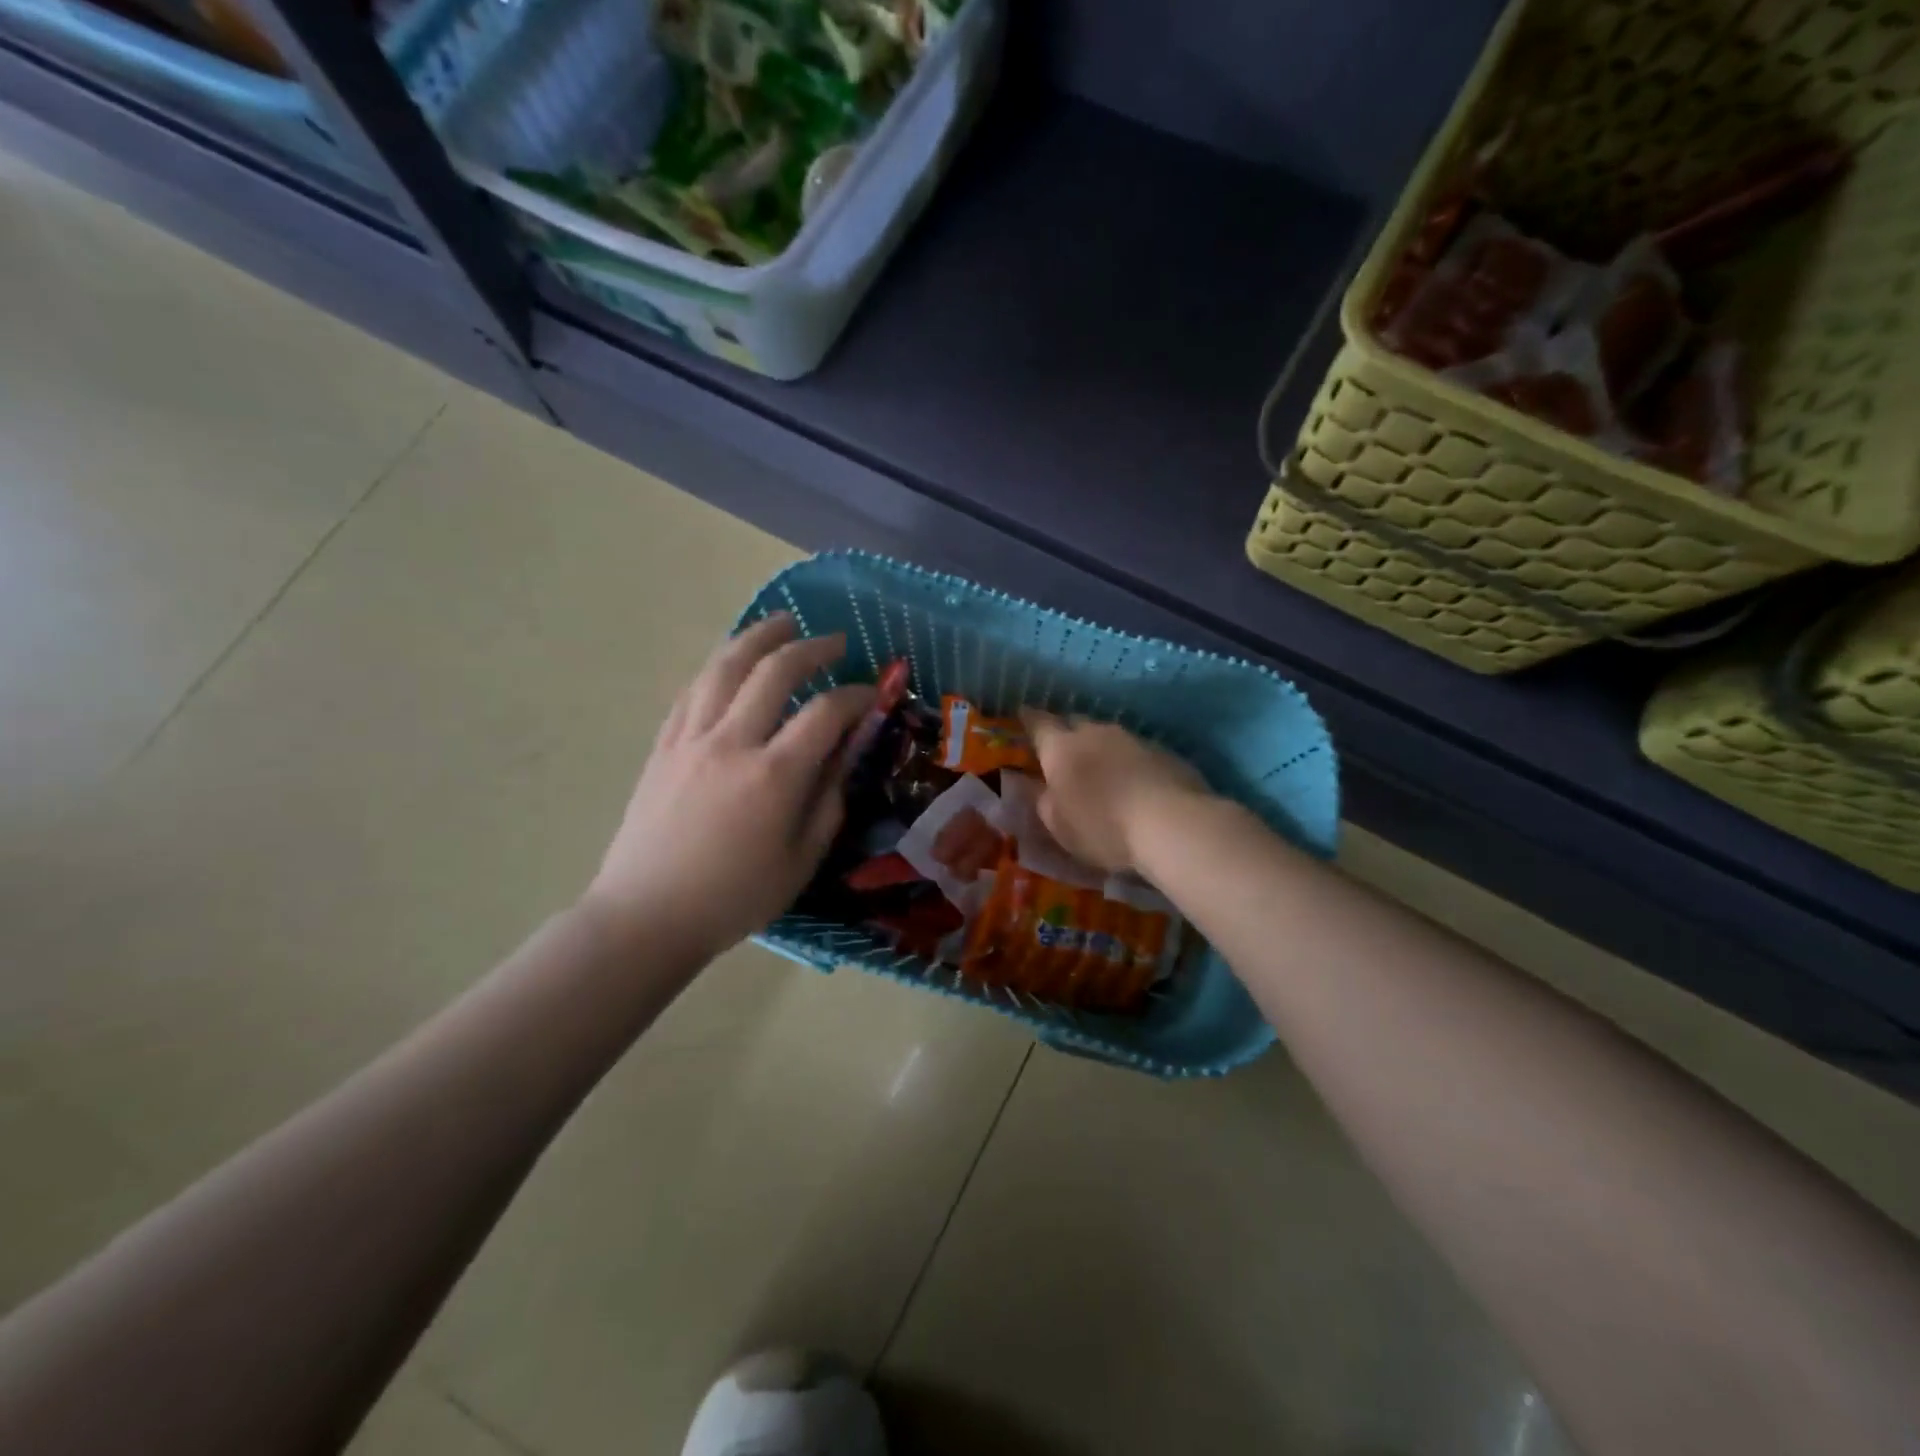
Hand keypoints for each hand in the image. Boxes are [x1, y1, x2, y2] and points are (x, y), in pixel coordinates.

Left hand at [582, 614, 875, 961]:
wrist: (647, 915)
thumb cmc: (734, 898)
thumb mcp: (801, 861)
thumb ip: (829, 801)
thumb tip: (844, 757)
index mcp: (774, 775)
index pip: (825, 712)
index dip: (856, 695)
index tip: (872, 694)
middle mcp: (732, 742)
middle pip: (774, 671)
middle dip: (811, 647)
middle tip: (834, 641)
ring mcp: (690, 739)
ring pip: (725, 667)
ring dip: (758, 637)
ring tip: (781, 622)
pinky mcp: (663, 746)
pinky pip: (692, 691)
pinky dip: (718, 667)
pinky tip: (731, 663)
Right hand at [1019, 710, 1209, 874]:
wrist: (1172, 823)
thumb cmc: (1103, 827)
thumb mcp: (1059, 826)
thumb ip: (1045, 802)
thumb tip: (1044, 789)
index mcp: (1061, 748)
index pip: (1039, 723)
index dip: (1029, 718)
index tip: (1023, 712)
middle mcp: (1095, 733)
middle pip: (1075, 722)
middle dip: (1066, 731)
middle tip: (1062, 748)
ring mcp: (1133, 738)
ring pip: (1108, 735)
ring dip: (1100, 747)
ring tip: (1101, 767)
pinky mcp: (1164, 751)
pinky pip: (1137, 750)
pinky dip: (1129, 761)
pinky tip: (1135, 782)